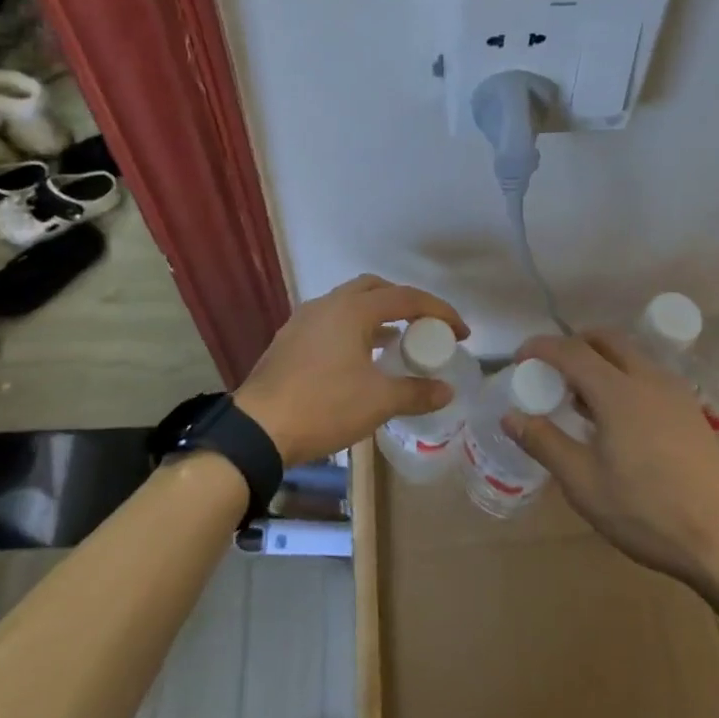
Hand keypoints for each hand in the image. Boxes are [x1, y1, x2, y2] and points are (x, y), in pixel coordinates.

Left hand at [235, 274, 468, 465]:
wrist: (258, 428)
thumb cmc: (323, 406)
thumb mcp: (377, 402)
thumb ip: (415, 392)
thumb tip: (446, 390)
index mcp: (352, 309)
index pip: (406, 298)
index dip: (439, 312)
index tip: (460, 333)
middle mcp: (328, 304)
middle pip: (375, 289)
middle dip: (405, 303)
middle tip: (424, 328)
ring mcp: (304, 319)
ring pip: (349, 304)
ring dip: (377, 316)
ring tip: (396, 343)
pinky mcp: (290, 339)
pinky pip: (331, 322)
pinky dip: (354, 330)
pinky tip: (360, 359)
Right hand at [508, 332, 718, 584]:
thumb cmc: (648, 512)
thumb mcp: (584, 483)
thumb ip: (544, 443)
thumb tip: (509, 416)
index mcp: (618, 391)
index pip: (571, 350)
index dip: (540, 348)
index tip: (519, 359)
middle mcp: (648, 379)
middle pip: (606, 340)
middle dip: (573, 344)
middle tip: (551, 371)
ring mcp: (676, 394)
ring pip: (631, 356)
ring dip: (601, 361)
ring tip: (581, 398)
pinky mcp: (692, 412)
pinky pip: (649, 376)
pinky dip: (624, 377)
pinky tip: (618, 419)